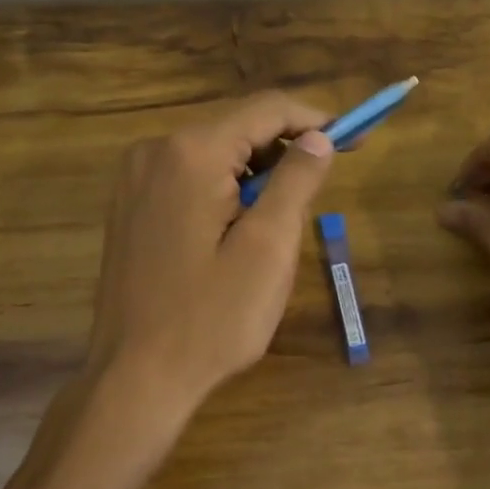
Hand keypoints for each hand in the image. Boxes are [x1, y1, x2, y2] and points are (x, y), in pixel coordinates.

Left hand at [0, 93, 336, 488]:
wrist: (134, 379)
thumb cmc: (211, 319)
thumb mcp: (269, 249)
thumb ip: (296, 181)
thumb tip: (319, 137)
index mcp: (191, 153)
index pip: (267, 109)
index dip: (318, 120)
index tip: (358, 139)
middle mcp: (155, 151)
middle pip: (238, 127)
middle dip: (289, 147)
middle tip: (328, 180)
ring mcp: (135, 178)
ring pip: (215, 152)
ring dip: (259, 170)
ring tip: (287, 213)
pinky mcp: (130, 205)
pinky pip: (190, 176)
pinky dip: (227, 186)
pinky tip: (243, 225)